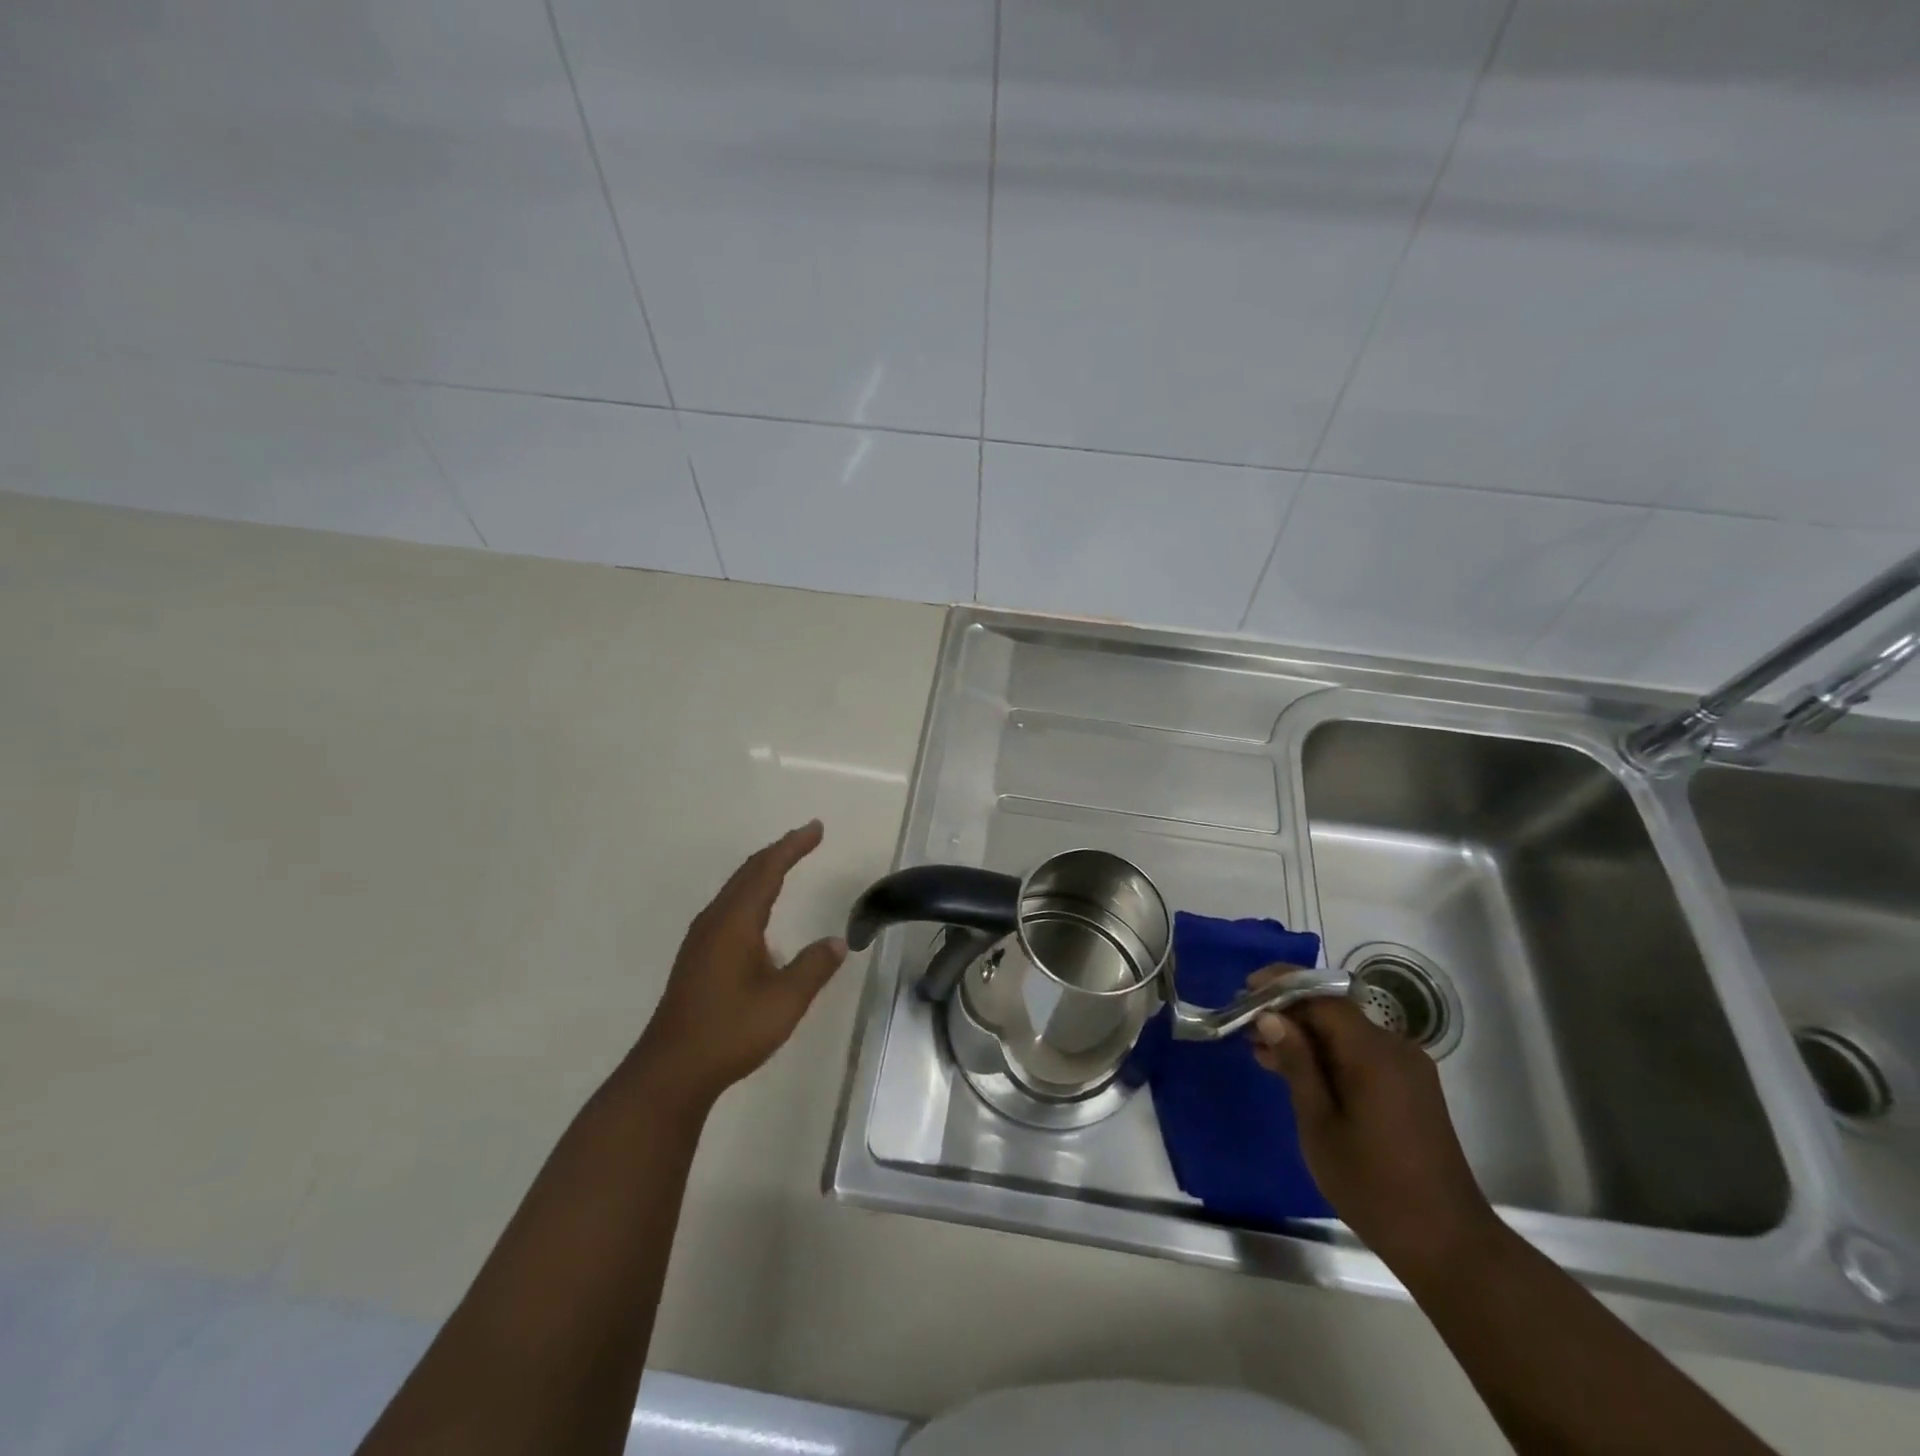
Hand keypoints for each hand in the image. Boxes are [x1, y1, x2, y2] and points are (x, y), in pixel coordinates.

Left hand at [631, 821, 847, 1107]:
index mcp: (735, 922)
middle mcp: (715, 921)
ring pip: (735, 889)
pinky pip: (729, 906)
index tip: (816, 828)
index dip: (793, 847)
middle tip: (807, 837)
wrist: (672, 1071)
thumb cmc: (730, 1031)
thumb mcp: (784, 1001)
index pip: (767, 871)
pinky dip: (751, 892)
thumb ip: (813, 967)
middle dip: (779, 852)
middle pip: (748, 873)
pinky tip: (759, 912)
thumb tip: (836, 942)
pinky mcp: (697, 957)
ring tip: (786, 863)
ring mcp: (701, 939)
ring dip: (763, 871)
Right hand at [1248, 976, 1504, 1278]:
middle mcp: (1396, 1049)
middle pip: (1334, 1012)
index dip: (1281, 986)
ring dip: (1306, 1037)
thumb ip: (1296, 1064)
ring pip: (1346, 1033)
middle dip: (1289, 1013)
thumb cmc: (1373, 1185)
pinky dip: (1328, 1055)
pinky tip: (1299, 1074)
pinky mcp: (1410, 1088)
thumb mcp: (1319, 1124)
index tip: (1244, 991)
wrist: (1448, 1245)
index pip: (1322, 996)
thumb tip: (1270, 1016)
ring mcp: (1407, 1069)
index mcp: (1374, 1054)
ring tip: (1263, 1053)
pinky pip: (1361, 1054)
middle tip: (1246, 1028)